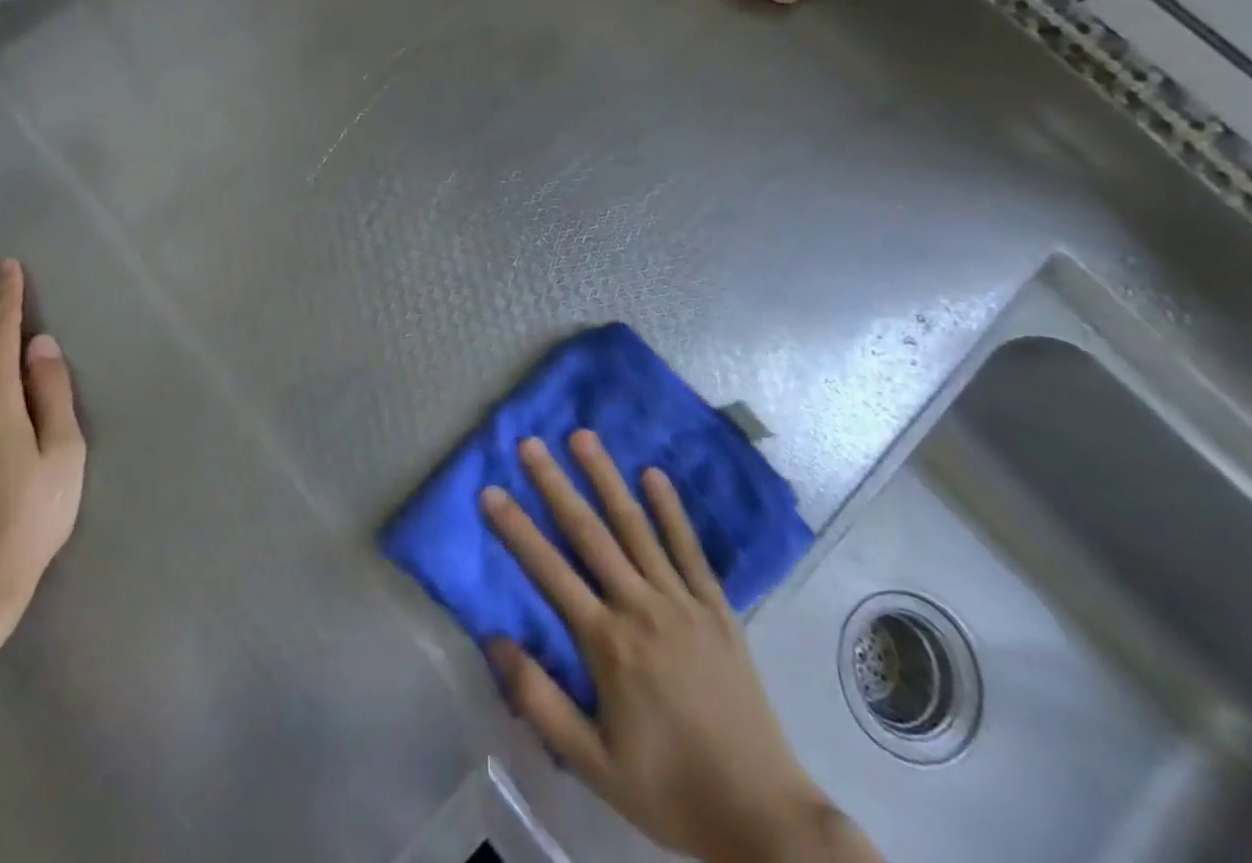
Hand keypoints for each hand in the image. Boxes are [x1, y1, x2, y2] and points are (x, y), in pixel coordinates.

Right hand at [482, 431, 869, 862]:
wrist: (762, 815)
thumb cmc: (668, 790)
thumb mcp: (592, 764)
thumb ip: (540, 701)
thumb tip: (494, 639)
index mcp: (608, 644)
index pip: (550, 571)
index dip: (517, 529)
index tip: (490, 490)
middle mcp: (641, 607)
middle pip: (590, 533)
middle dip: (555, 484)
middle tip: (530, 442)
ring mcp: (682, 602)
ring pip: (636, 527)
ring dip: (606, 478)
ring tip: (583, 437)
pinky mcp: (717, 607)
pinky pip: (689, 548)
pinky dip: (670, 509)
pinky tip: (653, 474)